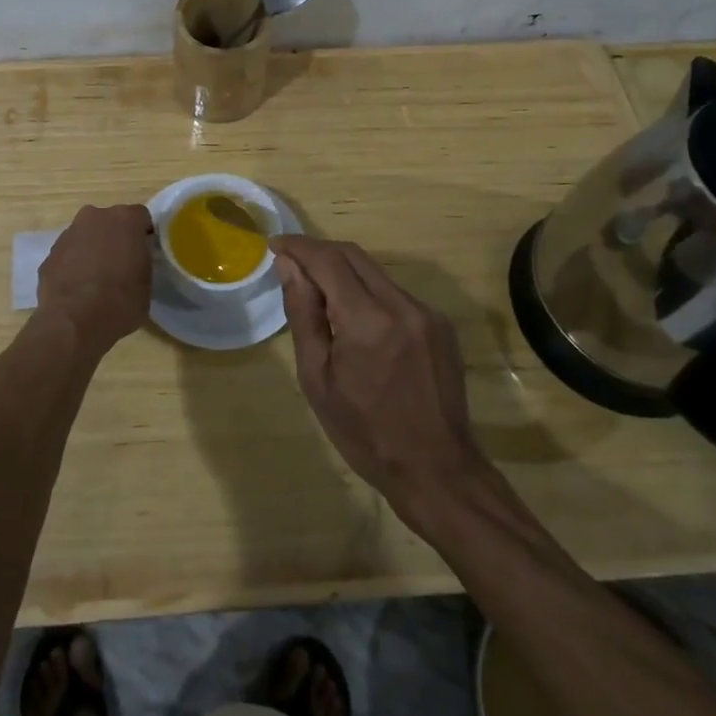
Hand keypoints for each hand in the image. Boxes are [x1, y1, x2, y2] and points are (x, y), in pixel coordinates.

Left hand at [36, 204, 153, 354]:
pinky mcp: (49, 253)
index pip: (141, 217)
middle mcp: (95, 217)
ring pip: (86, 236)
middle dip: (115, 238)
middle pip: (110, 222)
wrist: (74, 324)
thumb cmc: (121, 302)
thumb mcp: (147, 282)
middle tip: (122, 264)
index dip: (143, 235)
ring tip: (97, 280)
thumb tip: (135, 259)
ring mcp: (69, 234)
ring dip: (92, 249)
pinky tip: (78, 288)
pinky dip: (74, 264)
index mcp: (125, 219)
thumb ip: (142, 260)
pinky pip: (69, 253)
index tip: (145, 253)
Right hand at [272, 236, 486, 519]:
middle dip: (319, 252)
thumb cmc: (365, 433)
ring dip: (343, 272)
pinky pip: (394, 293)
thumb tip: (288, 266)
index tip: (275, 245)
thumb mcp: (317, 378)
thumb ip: (303, 314)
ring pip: (375, 272)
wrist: (436, 470)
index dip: (298, 246)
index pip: (328, 260)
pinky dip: (368, 293)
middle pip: (353, 256)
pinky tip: (356, 321)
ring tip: (319, 296)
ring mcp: (426, 313)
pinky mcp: (440, 324)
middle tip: (291, 264)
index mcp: (367, 321)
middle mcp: (401, 305)